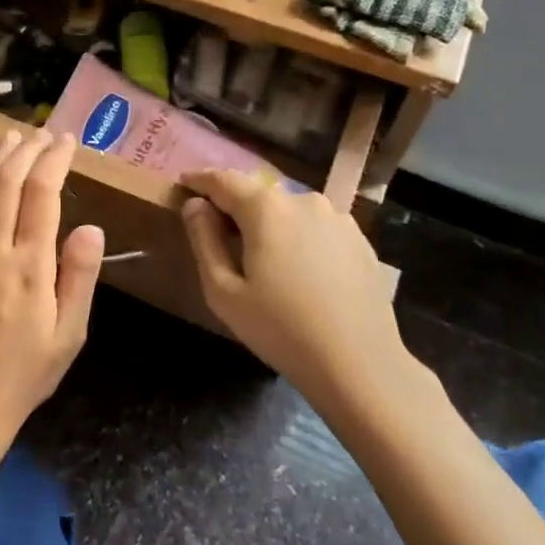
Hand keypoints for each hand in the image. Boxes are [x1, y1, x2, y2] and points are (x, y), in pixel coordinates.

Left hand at [0, 130, 104, 456]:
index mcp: (30, 265)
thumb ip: (79, 277)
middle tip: (43, 132)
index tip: (67, 141)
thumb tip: (90, 226)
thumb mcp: (68, 335)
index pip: (42, 194)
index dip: (55, 160)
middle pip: (8, 182)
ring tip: (12, 136)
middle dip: (27, 150)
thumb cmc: (24, 374)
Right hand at [180, 171, 411, 408]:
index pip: (223, 180)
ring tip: (262, 255)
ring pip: (289, 210)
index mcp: (266, 208)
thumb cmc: (280, 329)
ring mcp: (337, 218)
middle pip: (258, 193)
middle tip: (219, 230)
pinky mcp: (359, 239)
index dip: (200, 180)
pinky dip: (299, 236)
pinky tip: (299, 269)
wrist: (360, 364)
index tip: (184, 184)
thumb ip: (204, 239)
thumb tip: (195, 205)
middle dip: (235, 205)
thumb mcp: (223, 291)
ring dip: (270, 222)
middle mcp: (303, 200)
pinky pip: (316, 227)